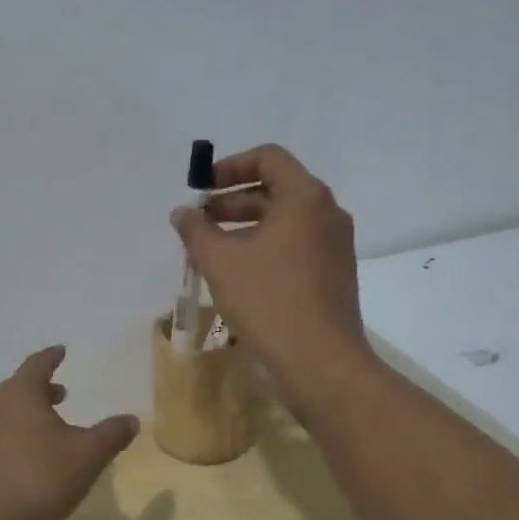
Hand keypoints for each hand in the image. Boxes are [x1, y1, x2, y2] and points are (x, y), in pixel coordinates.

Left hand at [0, 346, 139, 519]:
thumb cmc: (39, 481)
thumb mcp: (87, 457)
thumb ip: (111, 434)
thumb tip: (131, 419)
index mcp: (19, 395)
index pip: (36, 365)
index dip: (51, 357)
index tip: (61, 351)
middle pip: (18, 387)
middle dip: (41, 387)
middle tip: (61, 392)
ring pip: (5, 412)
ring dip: (27, 412)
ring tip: (48, 425)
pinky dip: (14, 434)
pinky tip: (28, 456)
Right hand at [170, 144, 374, 407]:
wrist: (321, 362)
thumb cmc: (268, 300)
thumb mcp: (219, 261)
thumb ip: (195, 230)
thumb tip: (183, 212)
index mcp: (305, 197)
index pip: (268, 157)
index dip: (229, 167)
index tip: (201, 190)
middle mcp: (327, 213)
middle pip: (276, 188)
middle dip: (232, 200)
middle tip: (199, 223)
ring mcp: (335, 245)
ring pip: (285, 220)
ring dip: (246, 226)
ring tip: (212, 250)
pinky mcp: (334, 274)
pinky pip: (295, 245)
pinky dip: (265, 247)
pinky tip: (239, 274)